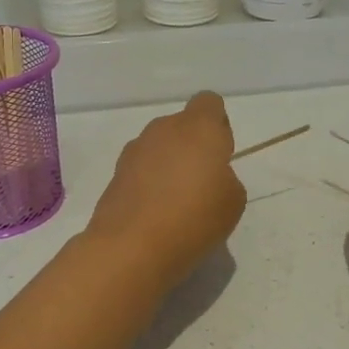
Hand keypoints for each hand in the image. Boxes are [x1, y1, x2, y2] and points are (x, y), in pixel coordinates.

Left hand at [86, 92, 245, 290]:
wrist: (132, 246)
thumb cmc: (195, 217)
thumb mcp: (233, 201)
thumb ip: (225, 178)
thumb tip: (207, 177)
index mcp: (198, 127)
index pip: (209, 103)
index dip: (218, 125)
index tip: (221, 155)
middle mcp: (163, 129)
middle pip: (182, 126)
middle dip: (192, 147)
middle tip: (201, 184)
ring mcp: (134, 150)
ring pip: (159, 147)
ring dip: (168, 165)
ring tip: (176, 203)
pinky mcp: (115, 174)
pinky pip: (141, 169)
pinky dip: (149, 183)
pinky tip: (154, 214)